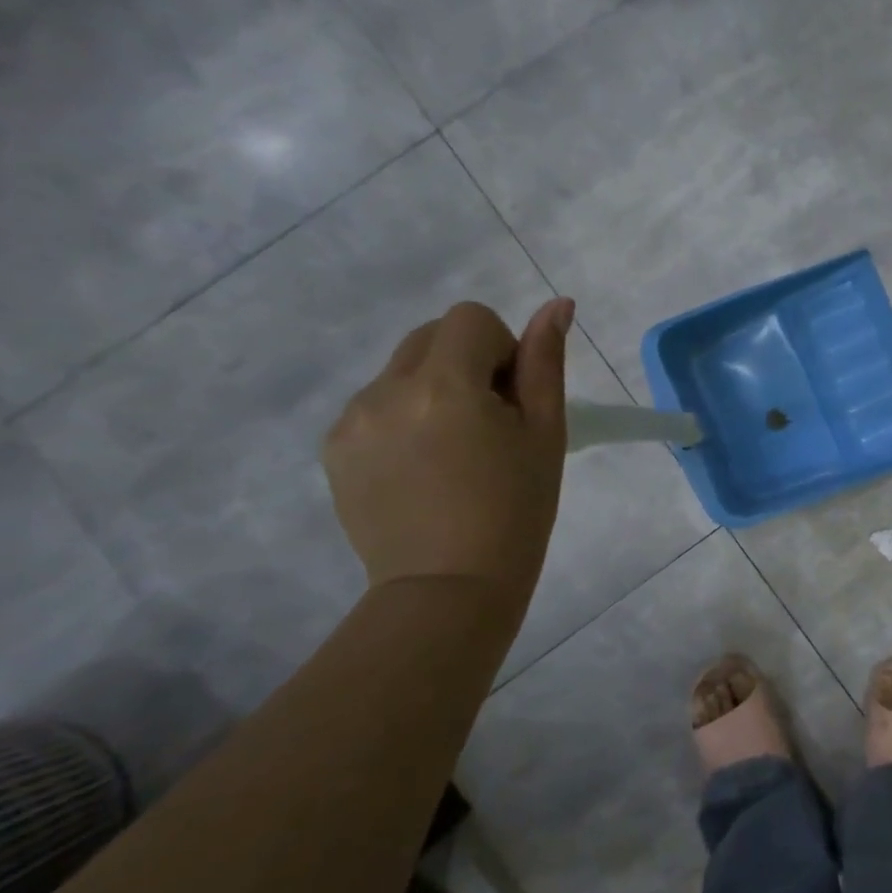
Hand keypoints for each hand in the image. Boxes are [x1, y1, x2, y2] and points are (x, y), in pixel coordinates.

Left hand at [324, 298, 573, 619]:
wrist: (451, 587)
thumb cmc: (517, 510)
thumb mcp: (545, 433)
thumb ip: (545, 363)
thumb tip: (556, 304)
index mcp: (445, 385)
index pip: (470, 319)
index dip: (501, 349)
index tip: (512, 400)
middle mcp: (386, 391)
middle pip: (431, 336)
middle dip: (466, 363)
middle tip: (489, 425)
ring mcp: (352, 421)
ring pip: (401, 371)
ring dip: (433, 391)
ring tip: (453, 454)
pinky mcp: (334, 449)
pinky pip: (375, 406)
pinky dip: (403, 419)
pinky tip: (421, 469)